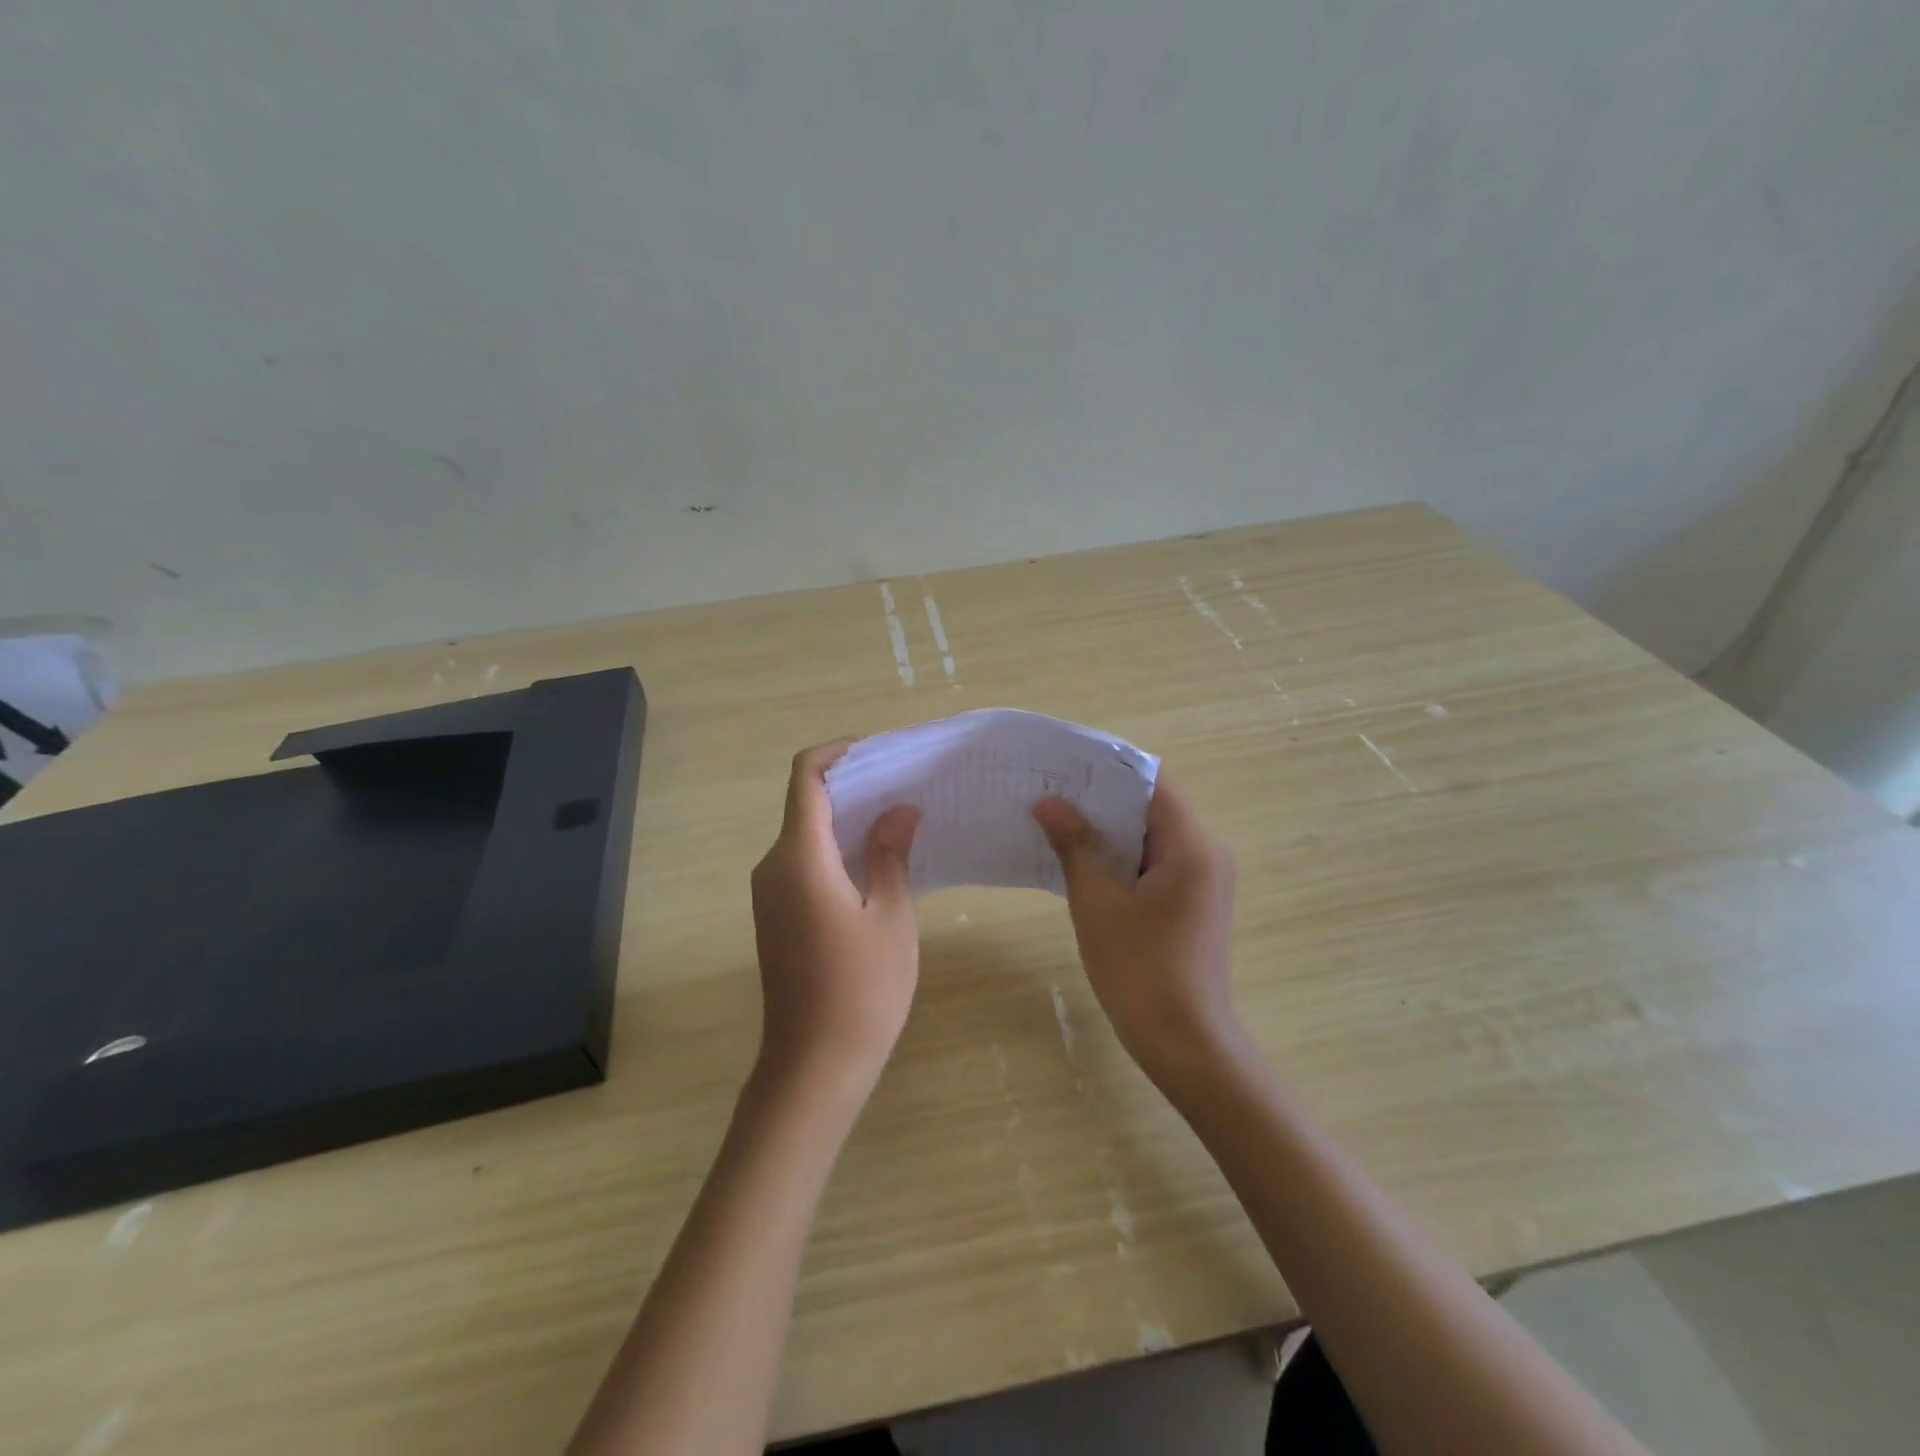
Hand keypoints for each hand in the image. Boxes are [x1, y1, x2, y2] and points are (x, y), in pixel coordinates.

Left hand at [750, 742, 921, 1105]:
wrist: (813, 1066)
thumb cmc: (861, 988)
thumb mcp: (891, 916)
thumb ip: (891, 854)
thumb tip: (899, 809)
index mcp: (799, 857)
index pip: (806, 778)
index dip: (837, 753)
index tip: (877, 753)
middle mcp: (773, 866)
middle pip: (805, 804)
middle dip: (851, 787)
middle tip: (904, 786)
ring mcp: (769, 894)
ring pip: (805, 835)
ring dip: (846, 820)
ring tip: (899, 820)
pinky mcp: (775, 916)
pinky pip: (803, 863)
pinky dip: (835, 850)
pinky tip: (875, 862)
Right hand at [1032, 774, 1244, 1092]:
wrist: (1185, 1044)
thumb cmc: (1140, 970)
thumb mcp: (1098, 903)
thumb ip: (1076, 846)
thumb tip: (1049, 804)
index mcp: (1191, 847)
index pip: (1153, 783)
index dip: (1110, 768)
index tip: (1067, 764)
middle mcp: (1207, 854)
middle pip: (1154, 807)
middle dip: (1104, 799)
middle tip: (1053, 791)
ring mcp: (1203, 881)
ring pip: (1153, 837)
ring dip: (1111, 829)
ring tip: (1059, 821)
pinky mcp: (1194, 904)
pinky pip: (1156, 863)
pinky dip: (1123, 857)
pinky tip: (1083, 861)